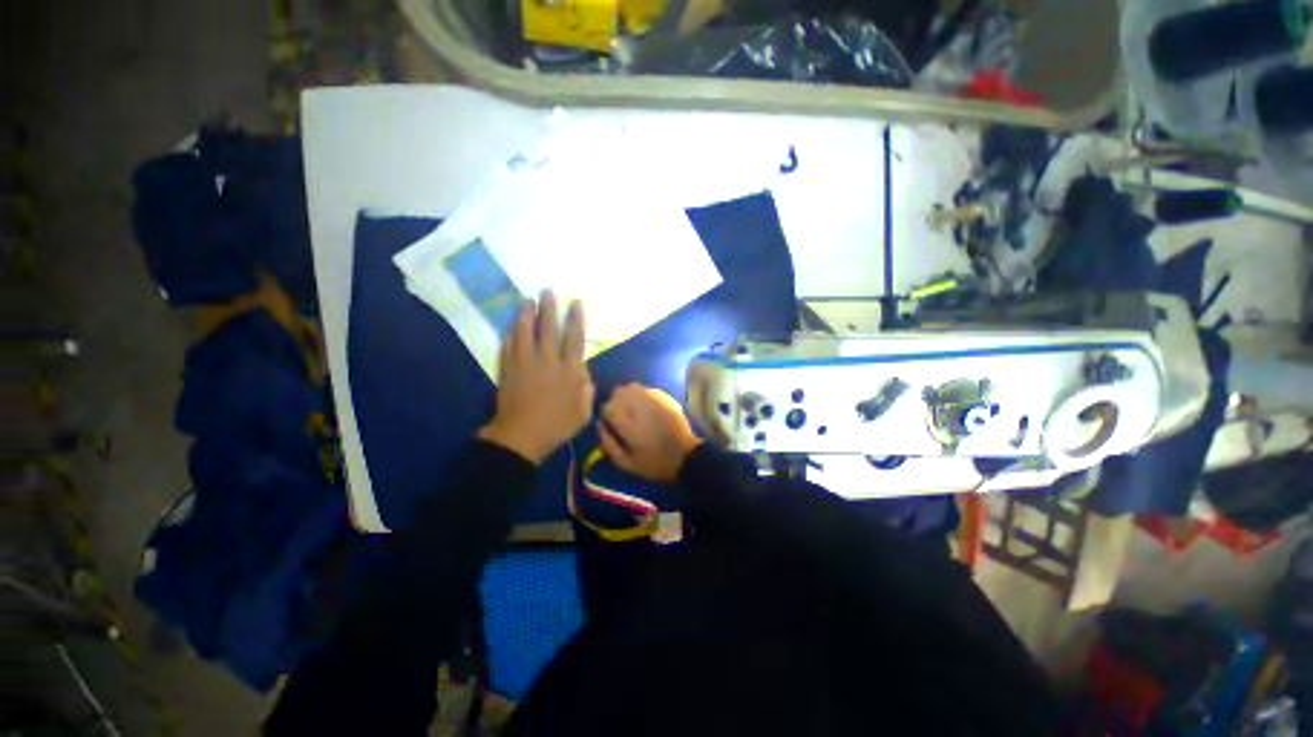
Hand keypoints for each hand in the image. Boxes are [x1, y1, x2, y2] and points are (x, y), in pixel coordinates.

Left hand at [478, 291, 593, 463]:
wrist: (521, 437)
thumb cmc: (556, 426)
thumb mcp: (582, 413)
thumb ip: (586, 390)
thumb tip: (584, 371)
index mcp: (568, 371)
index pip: (574, 339)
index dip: (575, 319)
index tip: (575, 303)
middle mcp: (547, 361)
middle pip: (548, 329)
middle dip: (549, 308)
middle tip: (547, 290)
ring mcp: (525, 364)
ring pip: (525, 332)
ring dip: (526, 314)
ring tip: (527, 299)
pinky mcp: (508, 369)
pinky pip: (508, 346)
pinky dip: (510, 334)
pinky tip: (511, 325)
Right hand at [599, 384, 702, 482]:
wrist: (685, 456)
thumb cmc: (654, 463)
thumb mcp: (627, 463)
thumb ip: (609, 444)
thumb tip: (600, 425)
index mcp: (630, 425)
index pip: (608, 407)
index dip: (607, 414)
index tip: (611, 422)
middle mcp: (641, 407)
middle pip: (619, 392)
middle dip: (616, 401)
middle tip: (621, 414)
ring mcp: (654, 399)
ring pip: (632, 387)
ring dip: (628, 396)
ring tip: (633, 409)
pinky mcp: (665, 397)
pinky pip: (646, 389)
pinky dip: (642, 396)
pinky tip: (647, 408)